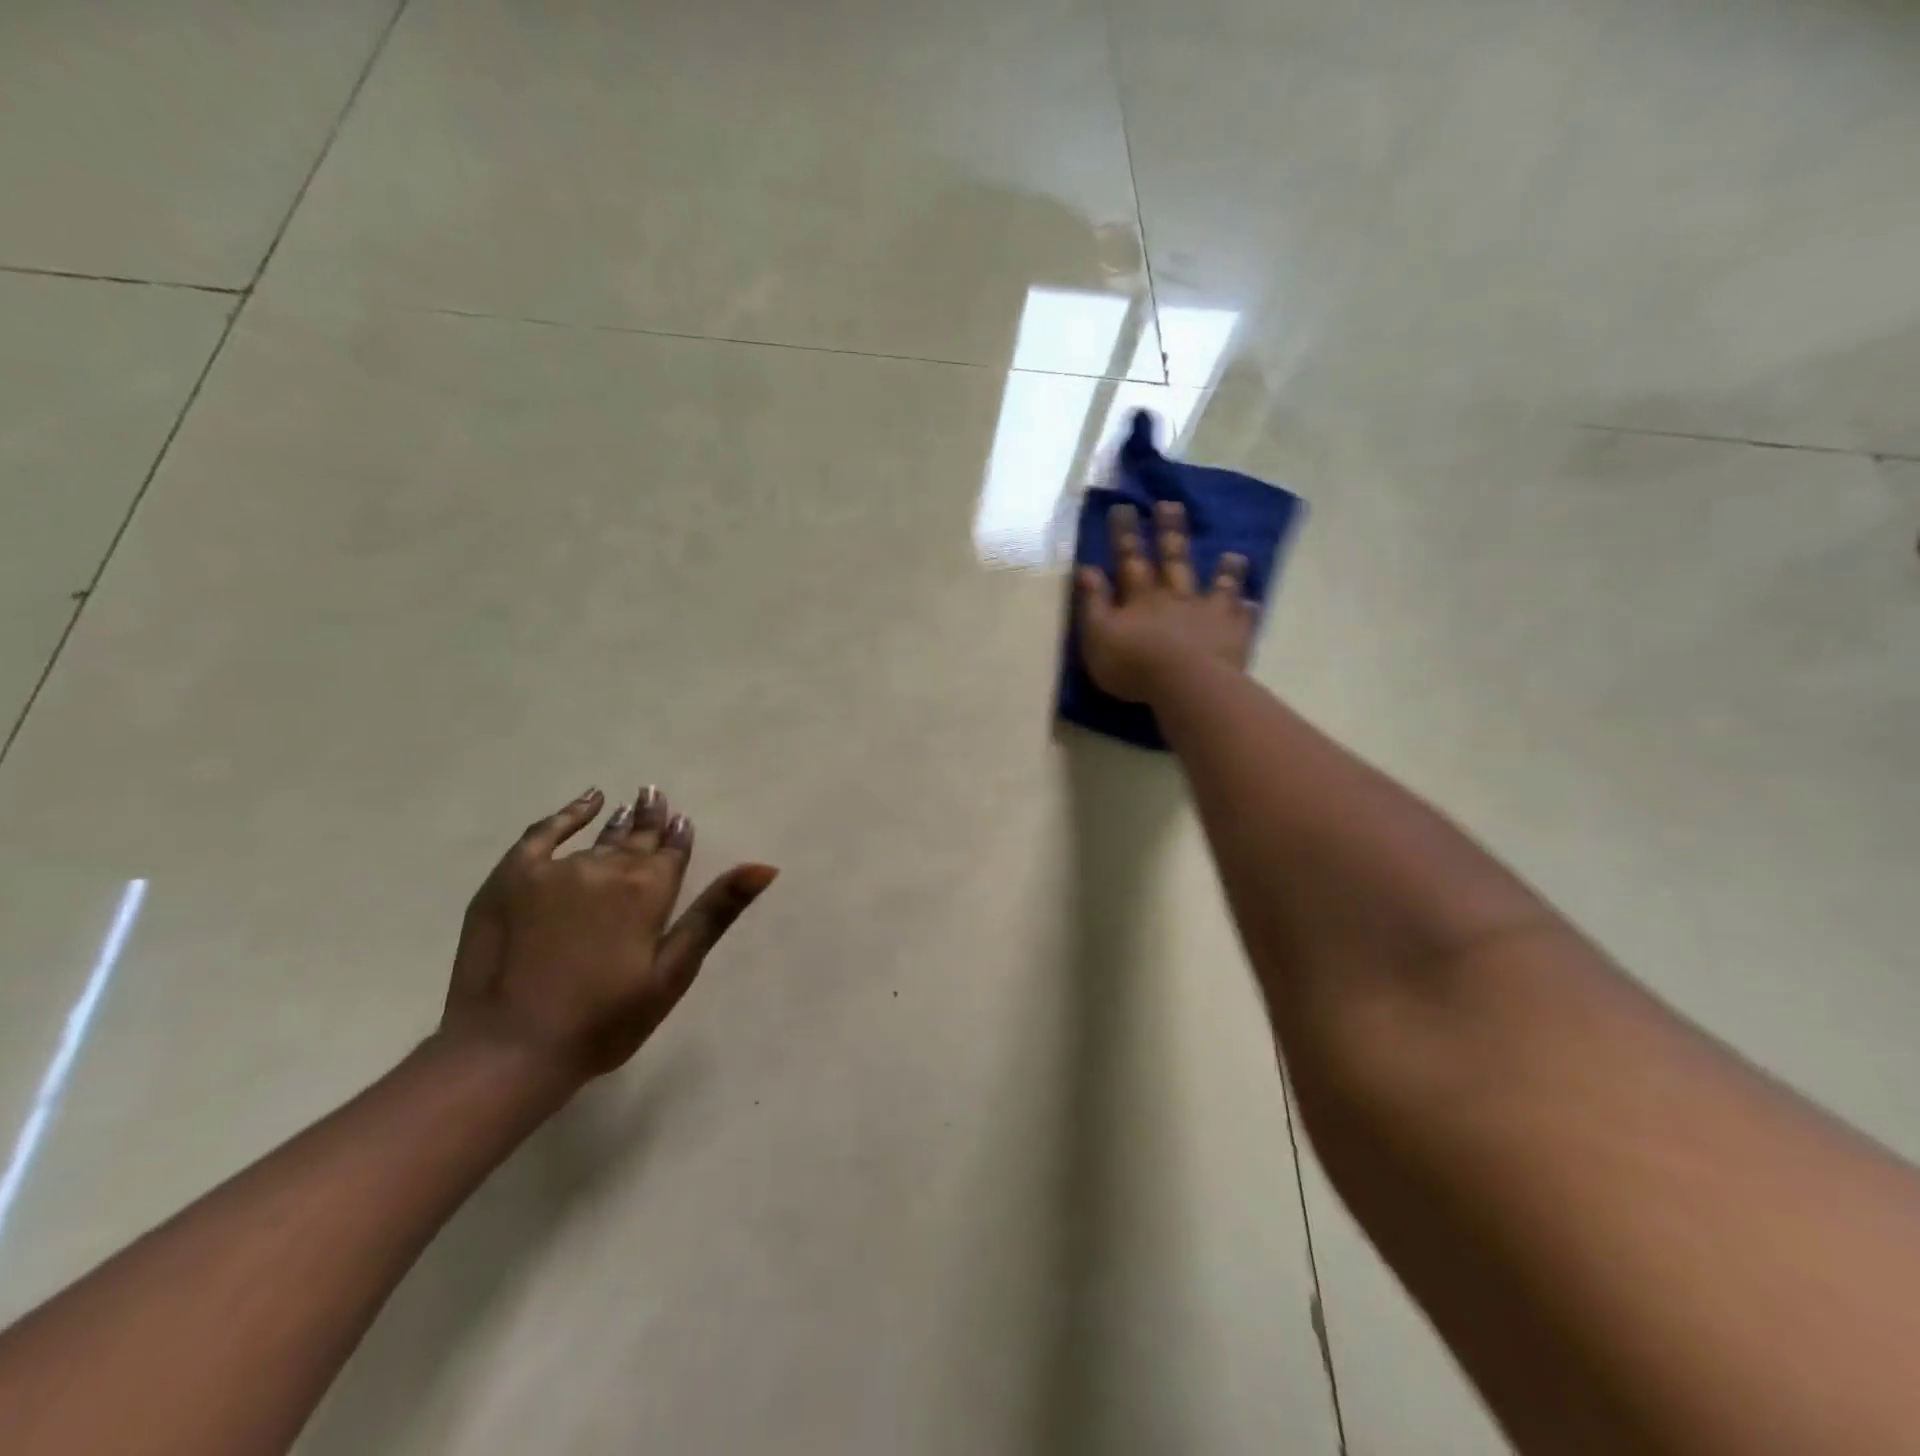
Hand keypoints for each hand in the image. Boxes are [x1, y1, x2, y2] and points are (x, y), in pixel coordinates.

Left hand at [439, 787, 777, 1086]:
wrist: (510, 1048)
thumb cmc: (603, 1020)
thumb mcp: (674, 972)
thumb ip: (715, 914)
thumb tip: (763, 866)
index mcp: (649, 890)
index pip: (672, 852)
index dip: (679, 836)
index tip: (683, 819)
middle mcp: (607, 868)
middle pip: (637, 838)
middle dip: (651, 818)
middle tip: (655, 795)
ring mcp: (556, 869)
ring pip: (598, 838)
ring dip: (618, 821)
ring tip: (630, 804)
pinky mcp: (512, 877)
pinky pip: (544, 832)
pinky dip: (567, 814)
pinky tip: (586, 802)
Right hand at [1077, 500, 1255, 702]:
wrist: (1185, 685)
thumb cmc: (1133, 664)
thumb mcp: (1098, 635)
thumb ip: (1093, 602)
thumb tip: (1087, 568)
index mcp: (1141, 597)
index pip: (1129, 559)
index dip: (1125, 534)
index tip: (1123, 507)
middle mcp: (1176, 596)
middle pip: (1173, 559)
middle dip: (1169, 532)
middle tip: (1171, 505)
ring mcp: (1208, 613)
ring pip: (1216, 585)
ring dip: (1223, 570)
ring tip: (1233, 555)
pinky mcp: (1232, 634)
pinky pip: (1241, 619)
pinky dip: (1246, 610)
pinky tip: (1253, 604)